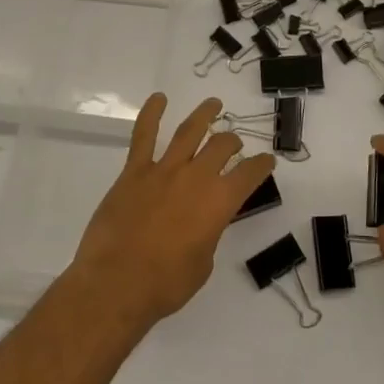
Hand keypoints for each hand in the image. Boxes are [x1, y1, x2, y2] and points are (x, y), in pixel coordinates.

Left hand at [67, 95, 276, 329]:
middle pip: (221, 147)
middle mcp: (196, 178)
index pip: (249, 175)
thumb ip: (207, 234)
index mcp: (219, 203)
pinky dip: (151, 114)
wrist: (116, 284)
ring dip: (204, 115)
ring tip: (213, 104)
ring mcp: (163, 170)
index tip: (267, 161)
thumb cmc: (165, 284)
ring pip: (189, 132)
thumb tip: (201, 223)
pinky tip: (158, 98)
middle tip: (234, 142)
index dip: (261, 166)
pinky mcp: (134, 172)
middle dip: (232, 142)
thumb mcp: (202, 264)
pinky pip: (144, 136)